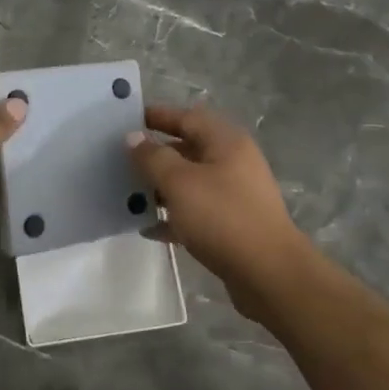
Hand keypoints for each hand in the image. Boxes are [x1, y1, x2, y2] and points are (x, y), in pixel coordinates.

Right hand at [126, 105, 314, 321]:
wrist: (268, 273)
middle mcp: (233, 162)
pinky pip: (196, 211)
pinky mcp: (232, 224)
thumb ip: (153, 158)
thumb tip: (133, 138)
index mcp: (226, 142)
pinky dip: (174, 216)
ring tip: (128, 194)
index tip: (126, 120)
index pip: (187, 117)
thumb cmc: (222, 217)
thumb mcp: (180, 182)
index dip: (157, 116)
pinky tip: (149, 229)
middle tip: (121, 160)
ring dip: (161, 186)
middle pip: (188, 148)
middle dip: (155, 154)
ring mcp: (235, 194)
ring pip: (191, 182)